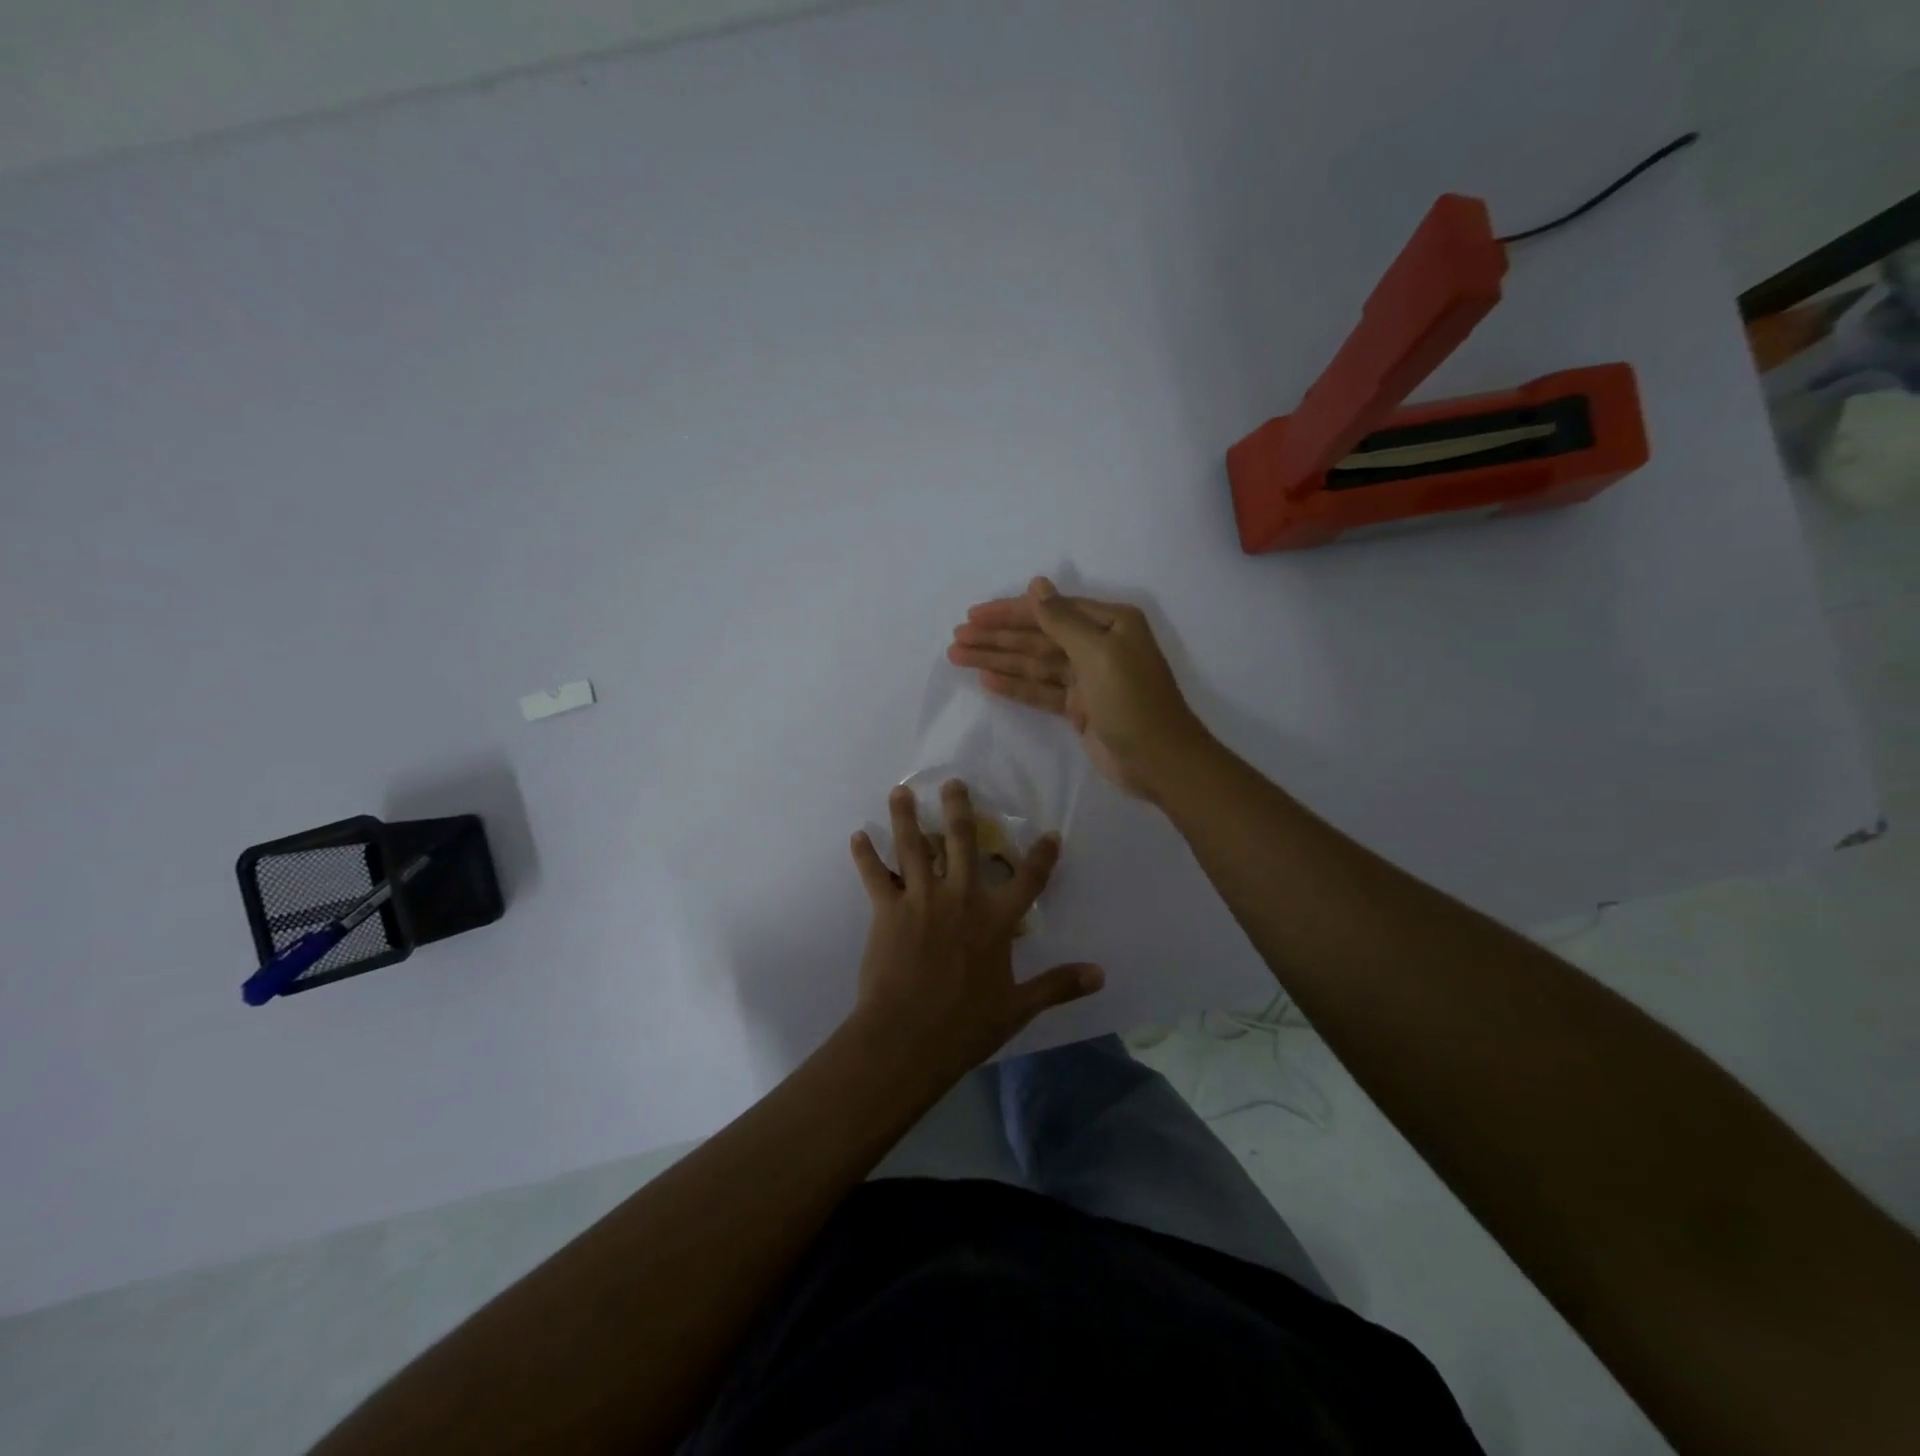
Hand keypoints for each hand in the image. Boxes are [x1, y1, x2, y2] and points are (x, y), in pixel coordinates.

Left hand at [848, 781, 1104, 1083]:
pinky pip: (875, 876)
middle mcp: (960, 897)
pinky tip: (857, 837)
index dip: (1042, 855)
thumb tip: (1100, 974)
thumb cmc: (966, 1024)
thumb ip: (1058, 985)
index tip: (1050, 834)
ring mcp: (921, 900)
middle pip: (962, 842)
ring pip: (913, 847)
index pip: (1028, 879)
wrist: (908, 1038)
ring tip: (900, 791)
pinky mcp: (887, 911)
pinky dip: (865, 856)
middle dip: (959, 809)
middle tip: (953, 783)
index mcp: (996, 919)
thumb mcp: (1019, 1007)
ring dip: (906, 817)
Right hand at [948, 577, 1208, 800]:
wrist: (1159, 761)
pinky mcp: (1079, 707)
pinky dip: (1015, 686)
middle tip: (957, 639)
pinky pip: (1041, 690)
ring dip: (998, 660)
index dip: (1009, 612)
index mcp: (1109, 623)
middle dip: (997, 637)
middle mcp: (1097, 645)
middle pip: (1037, 637)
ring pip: (1034, 664)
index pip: (1049, 610)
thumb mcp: (1098, 653)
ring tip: (959, 656)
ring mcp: (1087, 678)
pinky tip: (987, 681)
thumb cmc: (1132, 700)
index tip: (973, 615)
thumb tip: (1036, 584)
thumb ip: (1062, 620)